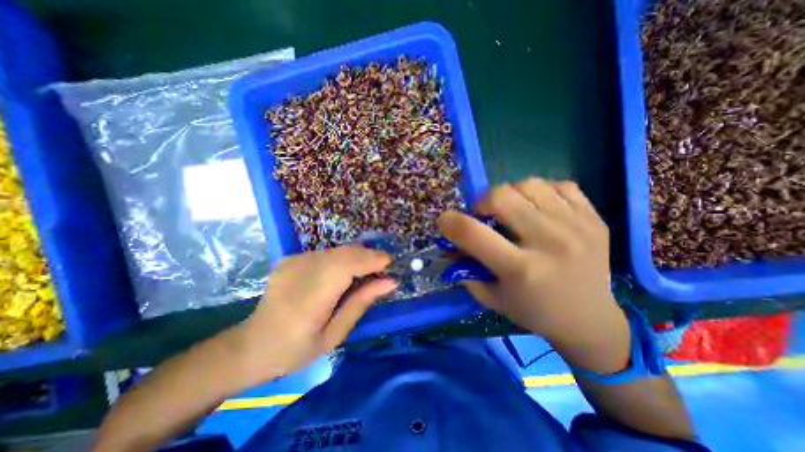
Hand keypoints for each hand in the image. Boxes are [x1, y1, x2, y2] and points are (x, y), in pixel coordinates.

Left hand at [234, 246, 394, 378]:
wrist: (251, 344)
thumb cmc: (296, 349)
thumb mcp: (335, 334)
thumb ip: (361, 303)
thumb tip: (389, 282)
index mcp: (309, 298)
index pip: (346, 266)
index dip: (370, 259)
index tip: (389, 263)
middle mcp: (300, 272)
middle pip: (343, 253)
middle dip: (367, 256)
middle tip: (381, 269)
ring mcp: (293, 262)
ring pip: (337, 250)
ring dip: (356, 257)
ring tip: (365, 271)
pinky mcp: (290, 258)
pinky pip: (326, 253)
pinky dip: (342, 259)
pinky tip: (343, 273)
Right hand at [439, 179, 628, 371]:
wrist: (590, 320)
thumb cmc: (533, 311)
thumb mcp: (491, 296)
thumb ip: (465, 269)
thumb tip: (448, 244)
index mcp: (521, 269)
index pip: (473, 233)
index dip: (450, 222)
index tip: (444, 222)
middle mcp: (550, 243)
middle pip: (502, 196)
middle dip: (482, 202)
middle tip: (484, 216)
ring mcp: (577, 226)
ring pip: (529, 184)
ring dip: (510, 195)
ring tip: (513, 211)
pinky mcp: (594, 218)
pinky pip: (559, 184)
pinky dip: (541, 192)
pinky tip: (540, 210)